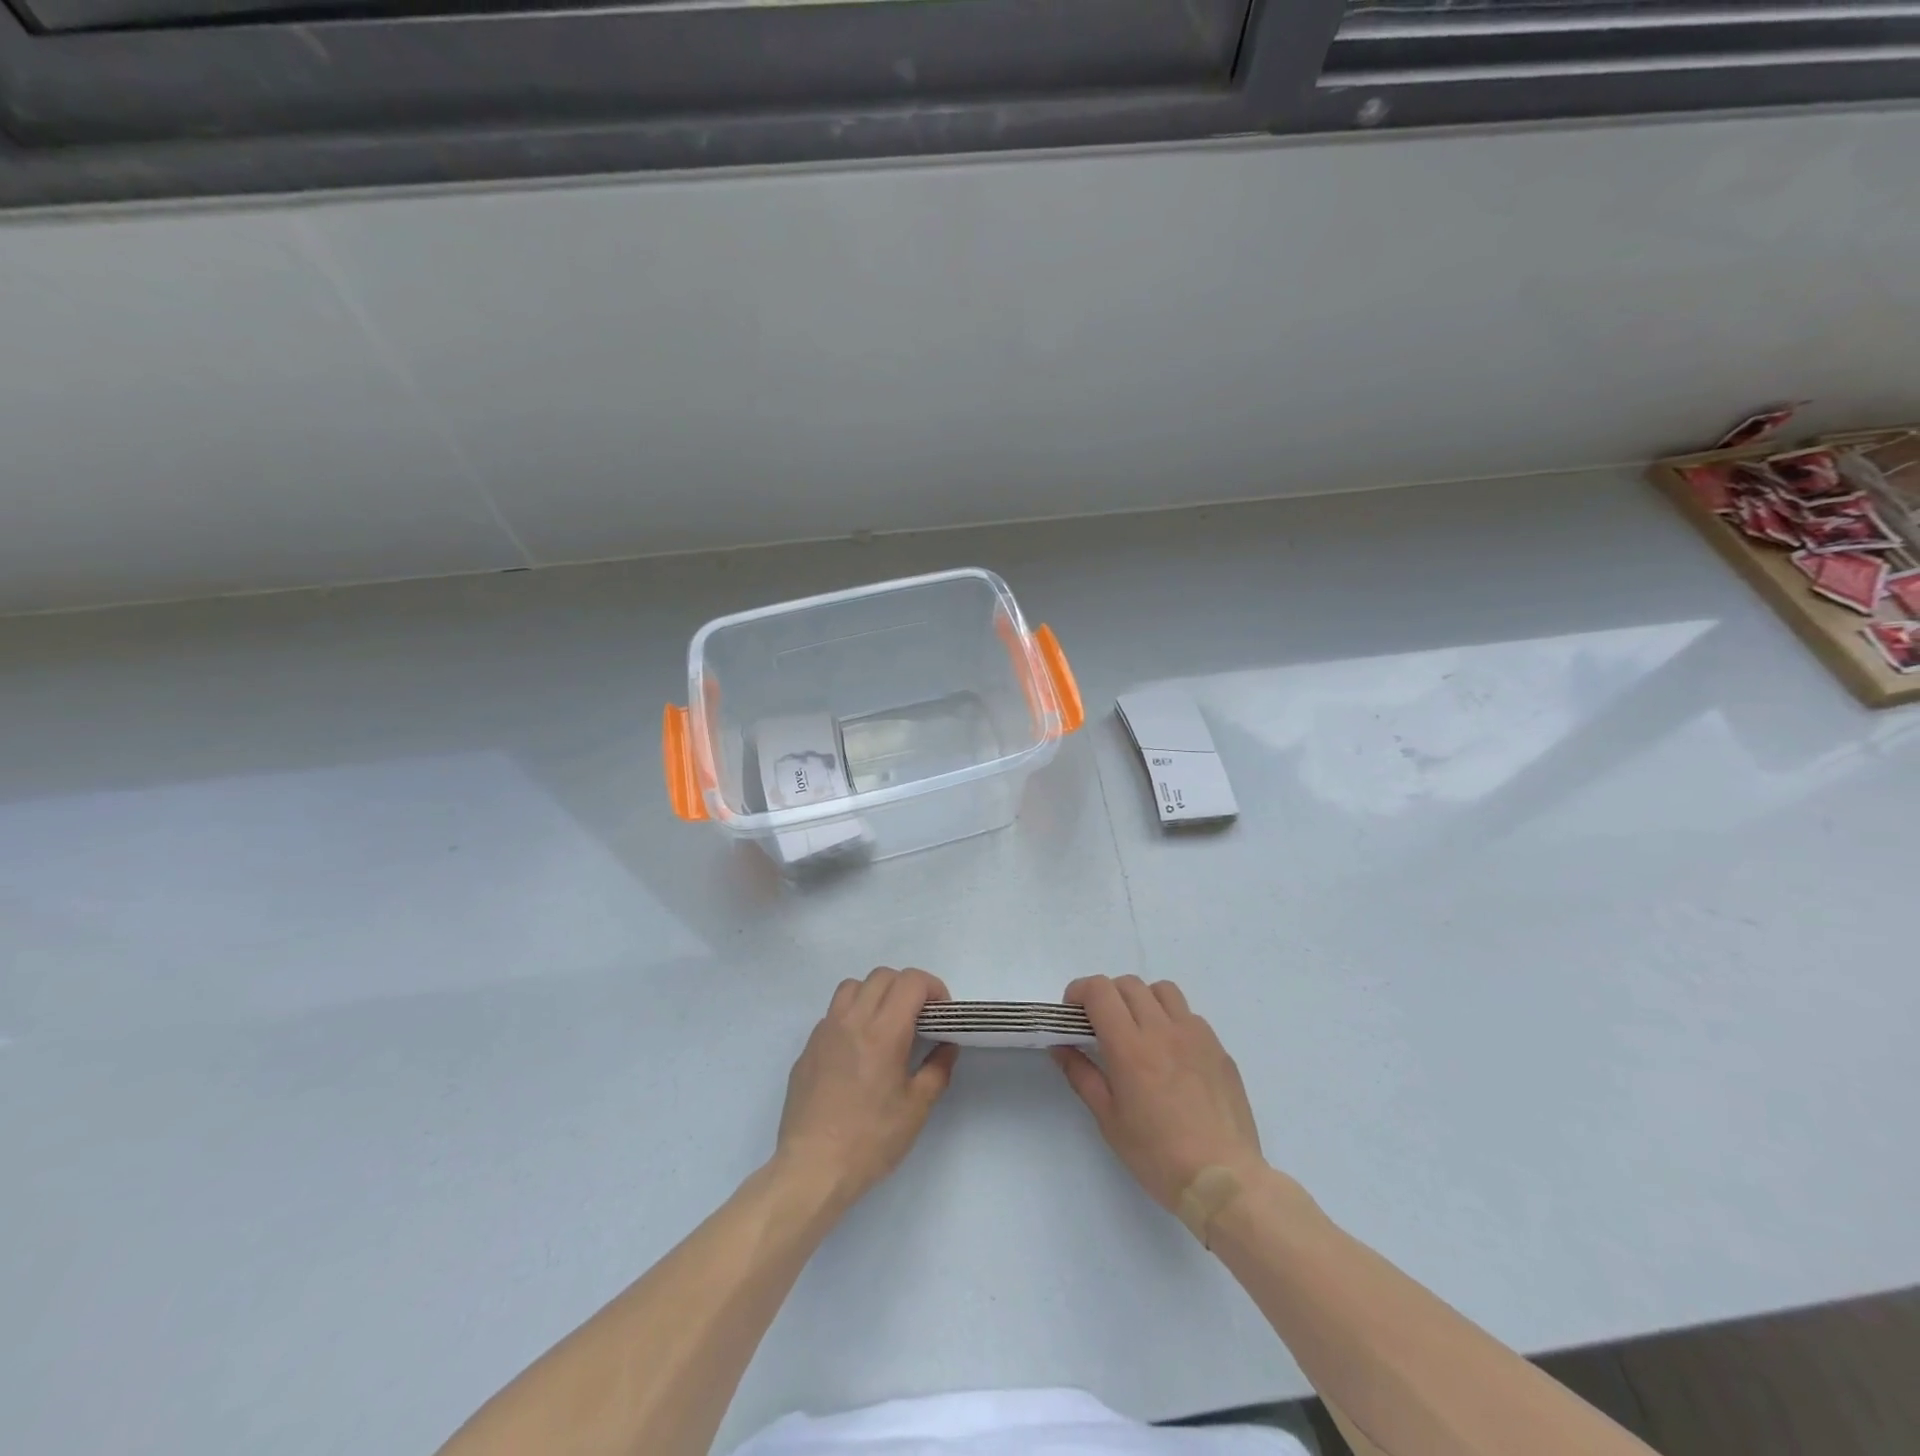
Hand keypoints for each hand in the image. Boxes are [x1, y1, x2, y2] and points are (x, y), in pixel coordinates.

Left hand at [776, 967, 957, 1209]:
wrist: (812, 1169)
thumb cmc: (870, 1140)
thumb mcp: (916, 1109)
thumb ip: (937, 1070)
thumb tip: (946, 1046)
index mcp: (883, 1032)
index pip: (911, 981)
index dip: (933, 988)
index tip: (941, 1014)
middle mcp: (852, 1020)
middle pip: (883, 976)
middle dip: (907, 988)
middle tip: (919, 1019)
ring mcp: (825, 1031)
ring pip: (853, 986)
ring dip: (876, 994)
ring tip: (886, 1025)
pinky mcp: (807, 1048)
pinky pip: (833, 1013)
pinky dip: (852, 1015)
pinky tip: (858, 1050)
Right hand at [1053, 975, 1264, 1210]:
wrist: (1224, 1181)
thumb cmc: (1158, 1155)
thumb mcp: (1109, 1120)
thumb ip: (1082, 1075)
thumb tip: (1060, 1046)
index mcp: (1130, 1046)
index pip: (1099, 990)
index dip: (1079, 991)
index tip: (1072, 1013)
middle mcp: (1162, 1030)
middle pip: (1129, 983)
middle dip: (1107, 995)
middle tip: (1101, 1025)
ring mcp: (1195, 1035)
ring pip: (1163, 991)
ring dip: (1142, 1000)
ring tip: (1138, 1030)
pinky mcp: (1218, 1048)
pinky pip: (1189, 1015)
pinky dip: (1171, 1020)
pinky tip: (1171, 1054)